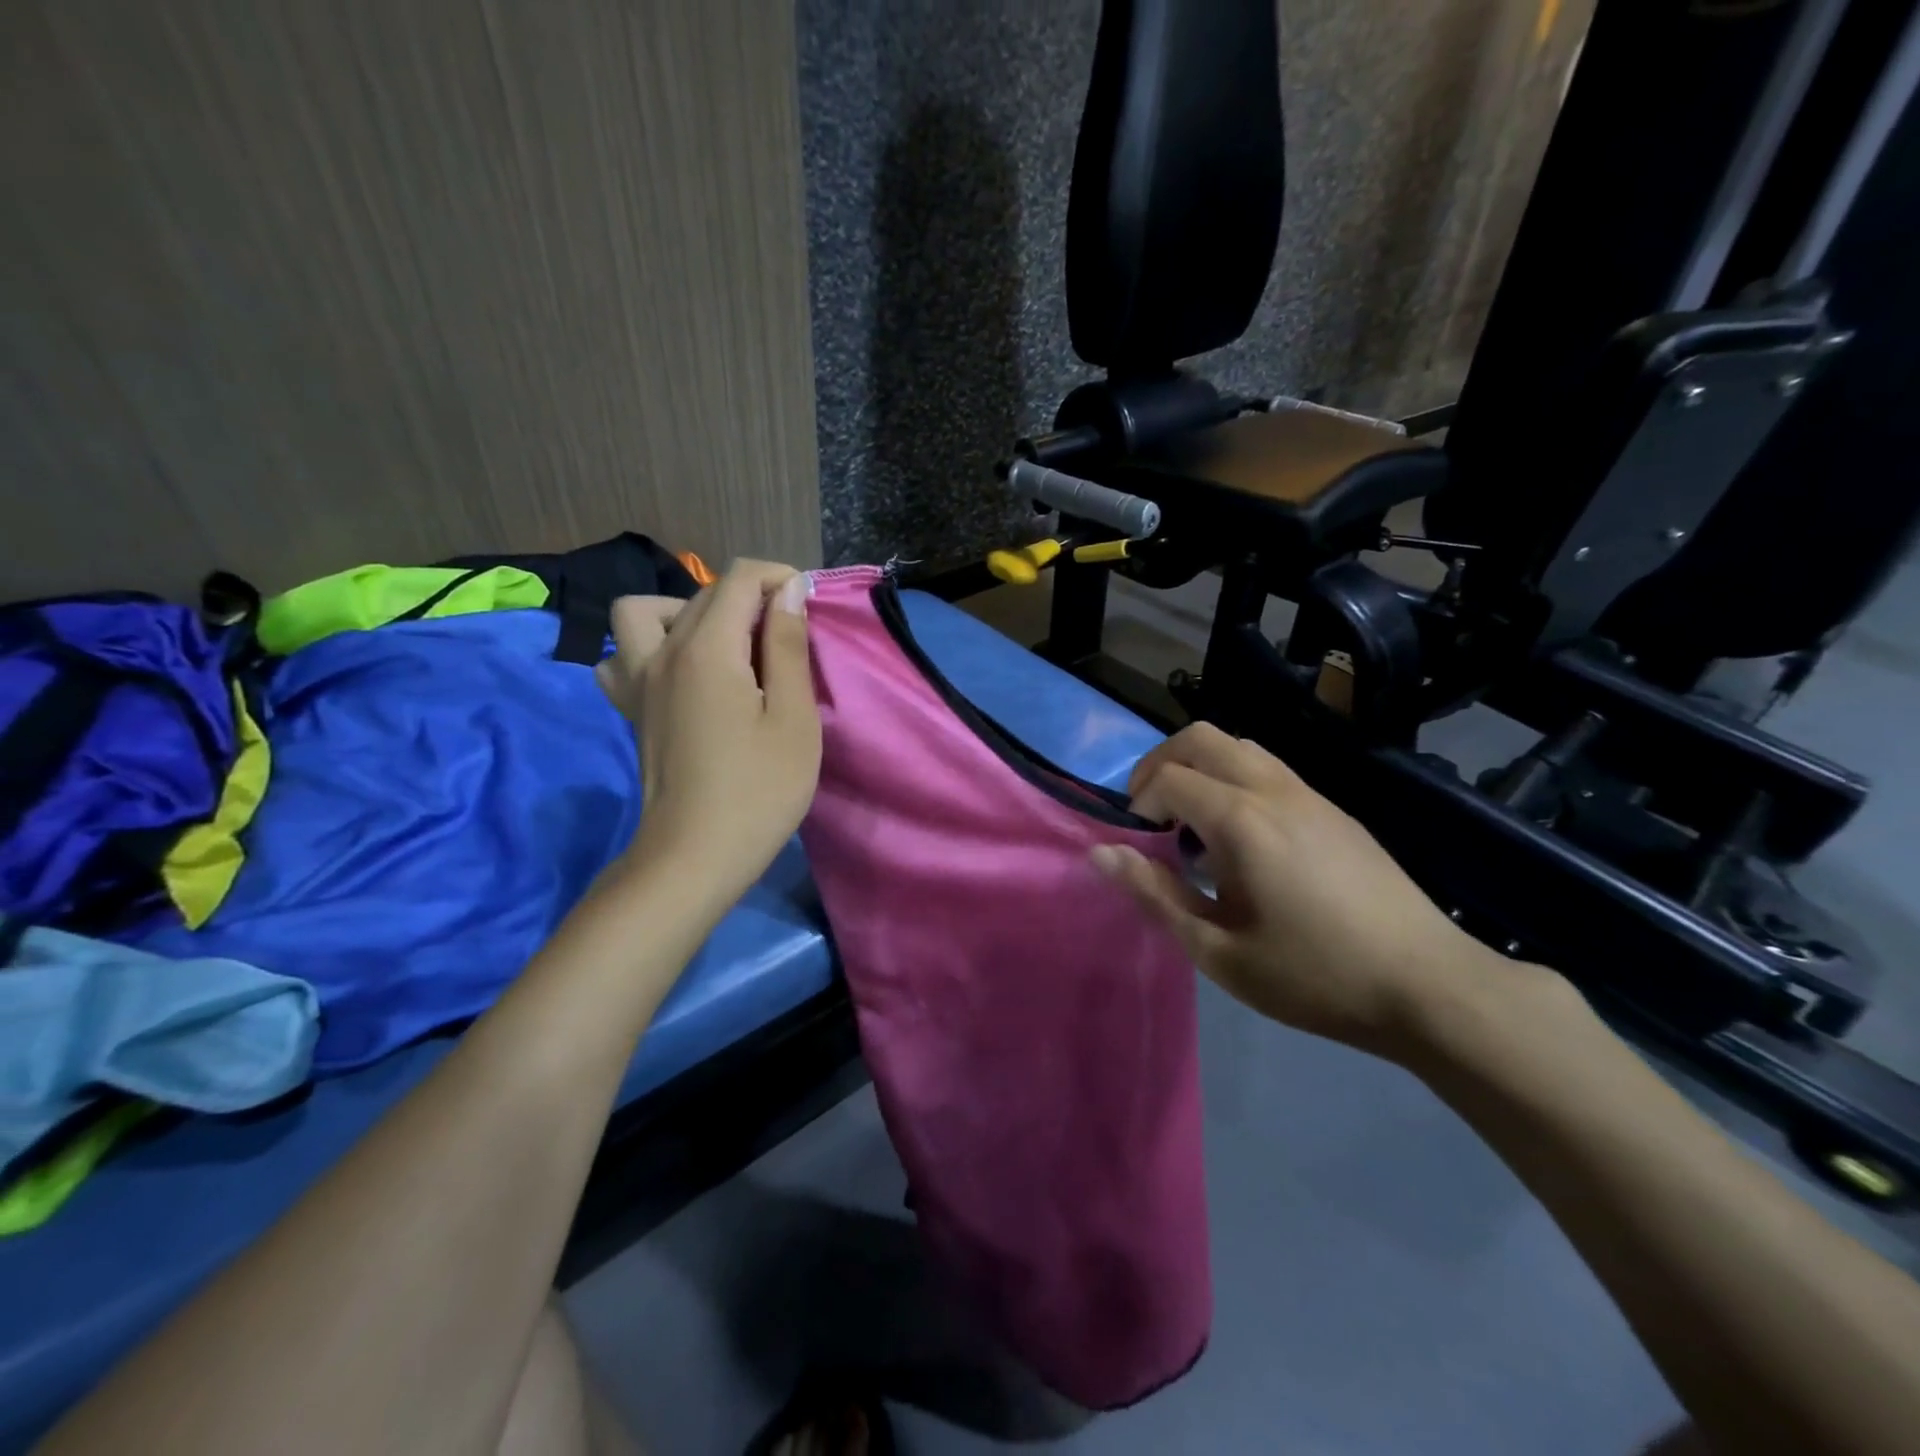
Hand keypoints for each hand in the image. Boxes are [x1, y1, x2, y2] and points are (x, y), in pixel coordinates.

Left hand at [596, 560, 820, 917]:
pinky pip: (621, 657)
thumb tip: (788, 592)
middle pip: (705, 593)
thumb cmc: (759, 790)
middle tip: (785, 640)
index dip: (781, 579)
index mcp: (707, 648)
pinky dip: (647, 649)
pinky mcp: (630, 709)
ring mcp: (637, 681)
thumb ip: (788, 647)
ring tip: (722, 646)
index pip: (741, 578)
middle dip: (751, 598)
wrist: (694, 855)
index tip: (809, 607)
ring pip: (644, 613)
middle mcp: (662, 652)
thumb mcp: (793, 718)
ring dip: (687, 613)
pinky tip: (678, 676)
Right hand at [1091, 723, 1510, 1060]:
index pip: (1167, 778)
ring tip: (1193, 823)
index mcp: (1241, 820)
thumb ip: (1155, 896)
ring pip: (1238, 744)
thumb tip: (1102, 854)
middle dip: (1160, 764)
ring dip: (1200, 767)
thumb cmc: (1314, 976)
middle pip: (1199, 737)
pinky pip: (1269, 767)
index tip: (1140, 846)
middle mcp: (1272, 789)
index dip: (1138, 804)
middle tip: (1152, 815)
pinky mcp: (1334, 808)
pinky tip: (1244, 838)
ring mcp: (1309, 793)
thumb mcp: (1219, 951)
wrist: (1429, 986)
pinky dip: (1235, 779)